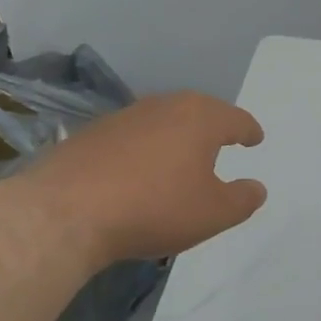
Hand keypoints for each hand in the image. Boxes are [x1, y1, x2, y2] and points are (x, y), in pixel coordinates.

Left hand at [11, 92, 266, 261]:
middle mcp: (164, 106)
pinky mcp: (90, 134)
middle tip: (223, 142)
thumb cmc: (155, 208)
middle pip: (198, 112)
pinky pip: (132, 138)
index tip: (255, 139)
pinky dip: (144, 150)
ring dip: (176, 137)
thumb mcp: (214, 213)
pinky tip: (139, 173)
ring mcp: (123, 117)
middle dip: (213, 127)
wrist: (64, 214)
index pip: (235, 119)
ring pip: (162, 121)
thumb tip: (256, 187)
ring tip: (181, 159)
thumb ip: (243, 199)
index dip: (249, 131)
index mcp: (200, 118)